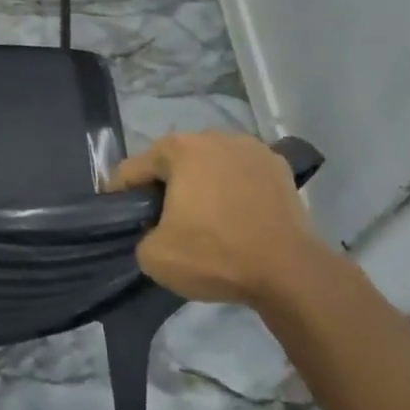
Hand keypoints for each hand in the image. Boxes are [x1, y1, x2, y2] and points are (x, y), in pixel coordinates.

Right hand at [108, 132, 330, 308]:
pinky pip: (243, 174)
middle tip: (164, 219)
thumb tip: (155, 231)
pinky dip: (235, 189)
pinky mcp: (279, 166)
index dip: (121, 194)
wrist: (289, 272)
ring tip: (205, 217)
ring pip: (211, 164)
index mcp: (179, 149)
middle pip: (175, 161)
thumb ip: (141, 235)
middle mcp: (214, 136)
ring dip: (203, 183)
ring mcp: (251, 148)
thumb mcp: (155, 257)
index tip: (120, 216)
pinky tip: (237, 215)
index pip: (134, 168)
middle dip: (165, 185)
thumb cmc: (215, 255)